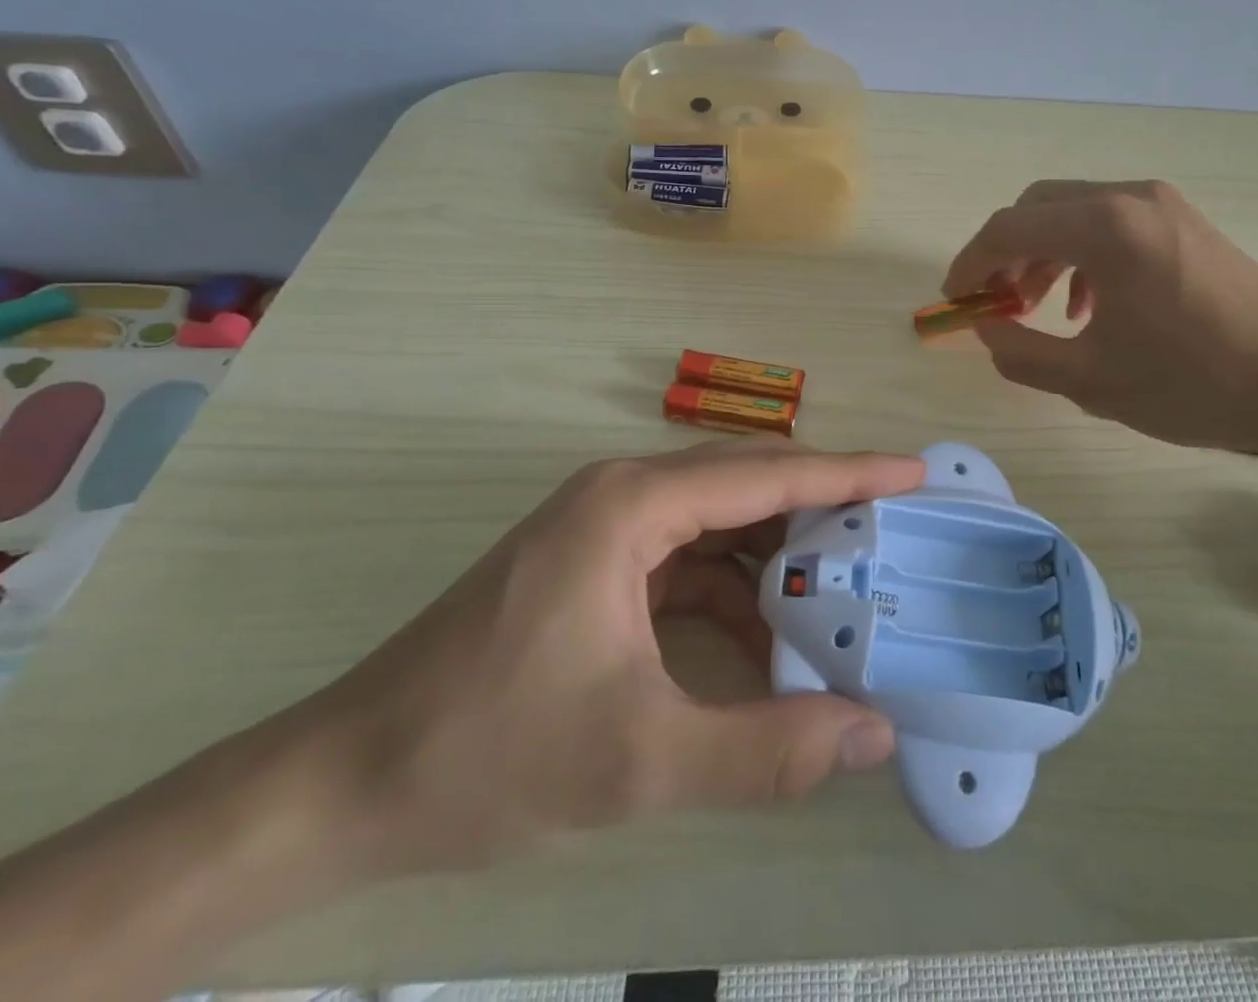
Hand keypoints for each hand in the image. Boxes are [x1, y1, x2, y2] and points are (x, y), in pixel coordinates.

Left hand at [306, 440, 922, 874]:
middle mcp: (622, 494)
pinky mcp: (594, 565)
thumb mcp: (639, 760)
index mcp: (633, 504)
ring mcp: (605, 528)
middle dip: (822, 510)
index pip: (766, 474)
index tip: (913, 474)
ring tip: (842, 592)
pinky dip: (733, 591)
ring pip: (719, 522)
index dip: (848, 472)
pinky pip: (687, 559)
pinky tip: (765, 638)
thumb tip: (875, 735)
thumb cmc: (487, 753)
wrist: (345, 784)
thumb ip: (767, 750)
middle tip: (892, 537)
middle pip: (746, 485)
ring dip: (778, 556)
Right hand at [942, 179, 1257, 459]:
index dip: (969, 264)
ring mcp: (1165, 206)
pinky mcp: (1188, 224)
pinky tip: (1091, 306)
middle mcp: (1131, 199)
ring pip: (1075, 213)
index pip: (1008, 229)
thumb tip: (984, 328)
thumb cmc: (1194, 384)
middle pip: (1038, 208)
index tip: (954, 301)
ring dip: (1043, 253)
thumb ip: (1019, 352)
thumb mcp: (1089, 380)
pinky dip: (1083, 255)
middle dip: (1005, 253)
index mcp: (1104, 227)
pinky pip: (1114, 224)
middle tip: (995, 303)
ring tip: (1037, 307)